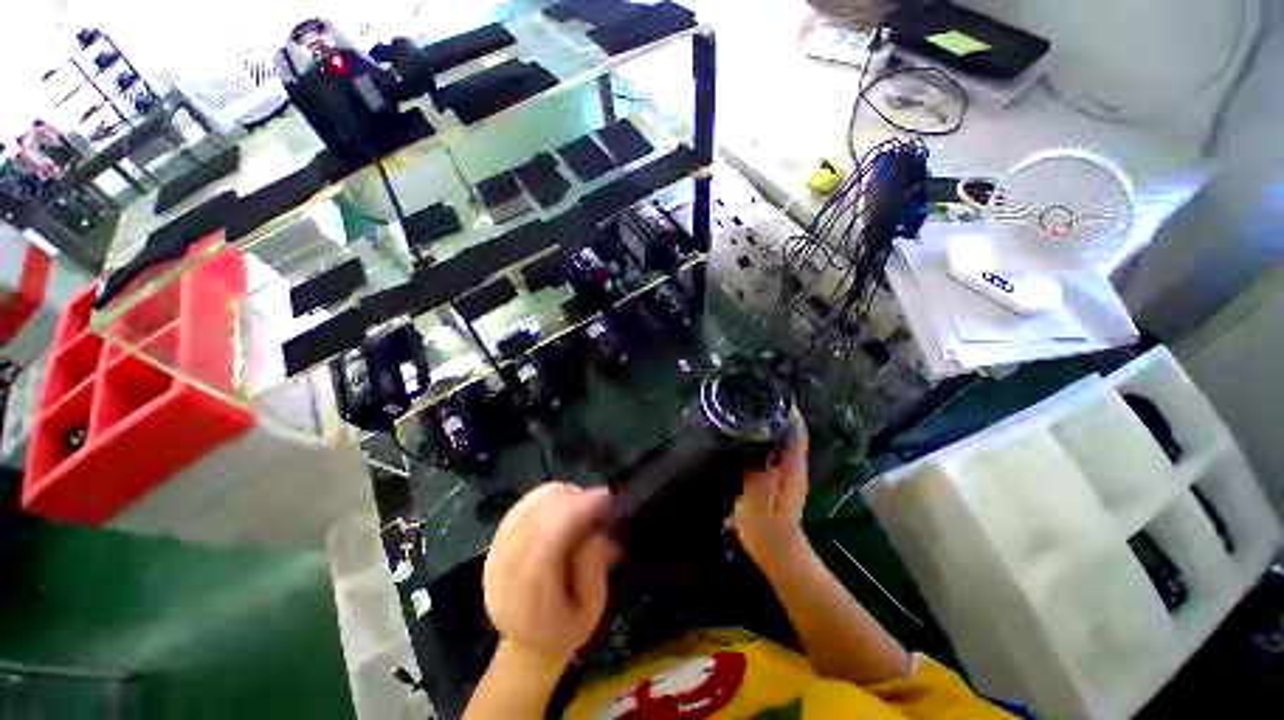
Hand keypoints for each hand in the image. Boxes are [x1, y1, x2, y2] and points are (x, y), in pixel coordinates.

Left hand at [483, 483, 619, 663]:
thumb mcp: (593, 610)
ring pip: (531, 504)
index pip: (547, 540)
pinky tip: (564, 505)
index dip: (578, 511)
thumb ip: (595, 566)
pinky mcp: (494, 541)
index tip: (606, 499)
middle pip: (538, 516)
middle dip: (576, 499)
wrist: (527, 642)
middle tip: (602, 501)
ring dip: (563, 496)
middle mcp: (503, 574)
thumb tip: (594, 527)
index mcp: (527, 602)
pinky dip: (548, 497)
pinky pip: (524, 503)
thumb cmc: (566, 629)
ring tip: (584, 507)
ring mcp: (494, 554)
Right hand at [732, 412, 810, 570]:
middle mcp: (794, 467)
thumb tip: (754, 441)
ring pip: (782, 442)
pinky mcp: (779, 480)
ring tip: (748, 411)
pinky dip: (764, 441)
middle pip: (791, 433)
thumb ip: (755, 469)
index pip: (797, 432)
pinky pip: (773, 452)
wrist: (779, 555)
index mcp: (792, 468)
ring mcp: (788, 474)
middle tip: (754, 399)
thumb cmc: (767, 529)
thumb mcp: (756, 498)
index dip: (790, 413)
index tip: (775, 394)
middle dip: (777, 415)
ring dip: (770, 426)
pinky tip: (747, 437)